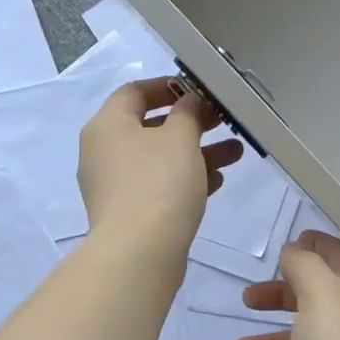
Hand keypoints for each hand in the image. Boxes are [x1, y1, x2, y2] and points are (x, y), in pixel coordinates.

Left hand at [78, 78, 241, 261]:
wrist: (139, 253)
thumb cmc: (158, 184)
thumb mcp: (180, 138)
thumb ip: (188, 113)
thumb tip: (190, 102)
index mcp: (107, 125)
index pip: (134, 92)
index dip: (168, 86)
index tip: (200, 90)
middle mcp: (103, 152)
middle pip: (150, 126)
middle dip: (192, 123)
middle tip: (224, 121)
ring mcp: (114, 185)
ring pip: (159, 159)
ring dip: (196, 152)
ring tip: (235, 153)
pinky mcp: (128, 213)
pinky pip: (158, 185)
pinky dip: (185, 179)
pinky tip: (217, 182)